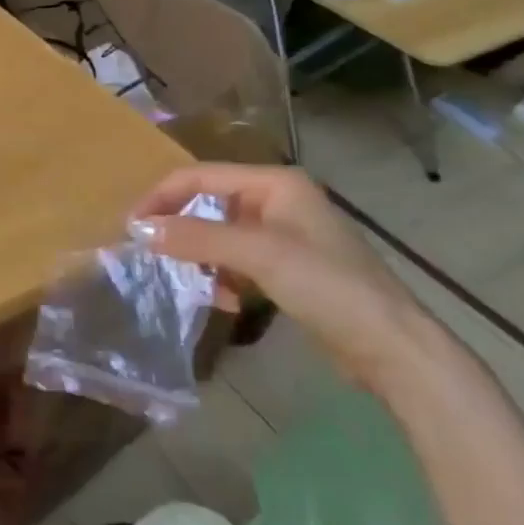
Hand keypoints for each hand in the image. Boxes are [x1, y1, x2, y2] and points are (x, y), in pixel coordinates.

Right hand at [129, 163, 432, 394]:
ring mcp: (284, 235)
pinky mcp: (288, 268)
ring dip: (201, 257)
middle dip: (181, 229)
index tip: (131, 226)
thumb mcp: (258, 255)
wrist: (392, 348)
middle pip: (208, 204)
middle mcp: (277, 200)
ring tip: (192, 281)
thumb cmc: (327, 286)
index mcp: (274, 183)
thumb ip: (197, 237)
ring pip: (220, 235)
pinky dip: (223, 276)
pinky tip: (224, 300)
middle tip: (151, 254)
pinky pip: (237, 261)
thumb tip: (140, 229)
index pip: (200, 176)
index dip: (162, 197)